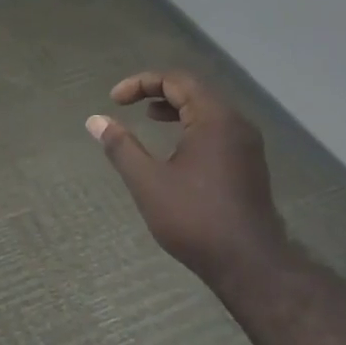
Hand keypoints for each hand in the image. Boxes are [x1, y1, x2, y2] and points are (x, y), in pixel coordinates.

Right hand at [88, 70, 294, 295]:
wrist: (249, 264)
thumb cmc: (195, 219)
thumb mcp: (148, 182)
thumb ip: (121, 147)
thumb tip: (96, 120)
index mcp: (215, 119)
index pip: (176, 80)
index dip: (141, 83)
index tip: (114, 100)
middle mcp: (236, 123)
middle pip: (194, 90)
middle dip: (158, 91)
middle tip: (128, 104)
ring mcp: (247, 144)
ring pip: (208, 110)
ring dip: (176, 108)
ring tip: (149, 117)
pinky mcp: (249, 163)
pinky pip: (218, 129)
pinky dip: (192, 126)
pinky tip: (175, 148)